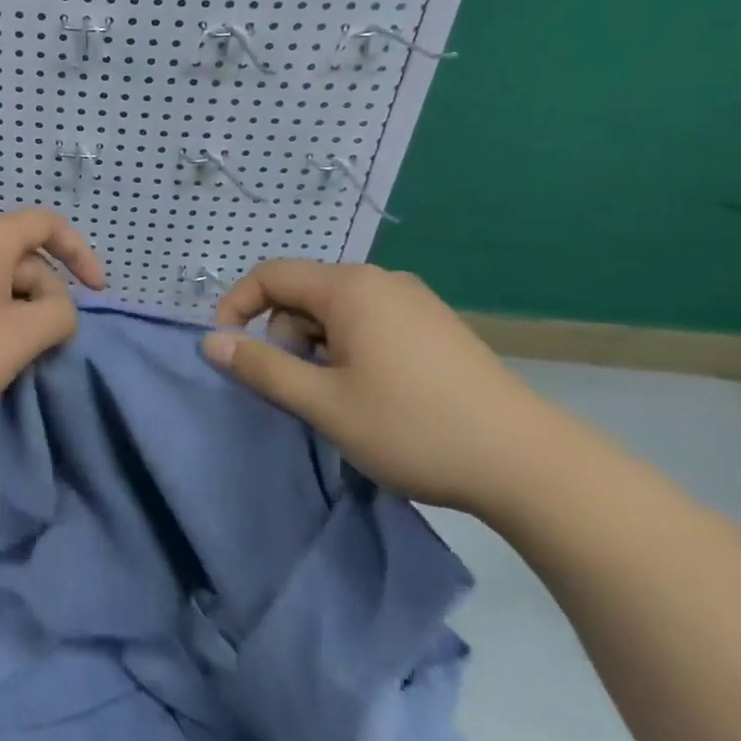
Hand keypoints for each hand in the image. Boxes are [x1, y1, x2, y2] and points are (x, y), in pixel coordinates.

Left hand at [0, 209, 104, 423]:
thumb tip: (59, 309)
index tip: (98, 292)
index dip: (80, 253)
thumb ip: (57, 316)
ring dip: (19, 316)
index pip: (48, 225)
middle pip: (24, 259)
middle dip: (46, 299)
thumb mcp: (20, 336)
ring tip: (16, 359)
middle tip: (47, 347)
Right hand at [202, 261, 560, 513]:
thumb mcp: (324, 404)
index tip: (227, 350)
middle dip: (284, 336)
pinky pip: (369, 323)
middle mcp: (381, 281)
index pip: (271, 275)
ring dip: (318, 349)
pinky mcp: (435, 327)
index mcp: (350, 288)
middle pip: (304, 294)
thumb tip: (211, 341)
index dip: (237, 306)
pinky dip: (350, 351)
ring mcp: (414, 302)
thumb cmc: (414, 428)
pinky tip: (374, 395)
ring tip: (340, 400)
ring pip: (336, 312)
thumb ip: (262, 368)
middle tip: (300, 391)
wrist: (530, 465)